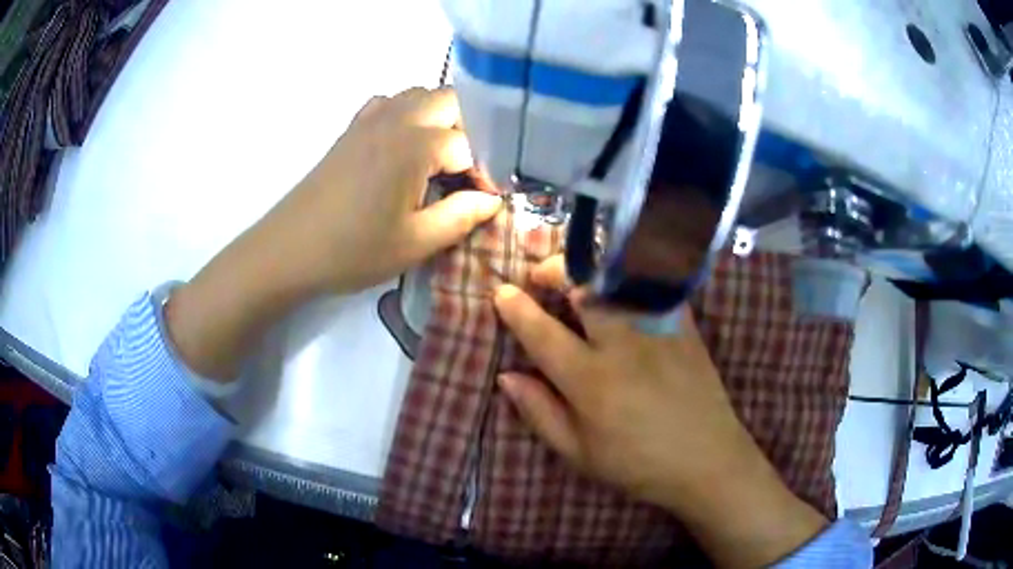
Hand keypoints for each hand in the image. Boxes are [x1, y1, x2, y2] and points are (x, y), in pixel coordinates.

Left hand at [167, 88, 499, 380]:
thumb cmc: (352, 251)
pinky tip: (405, 145)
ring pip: (421, 96)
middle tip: (467, 173)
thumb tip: (492, 199)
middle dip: (471, 131)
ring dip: (441, 118)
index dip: (484, 172)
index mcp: (415, 145)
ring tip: (442, 158)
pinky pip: (391, 103)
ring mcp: (370, 119)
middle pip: (451, 101)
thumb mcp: (415, 243)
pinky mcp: (352, 129)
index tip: (484, 200)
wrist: (288, 250)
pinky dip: (408, 114)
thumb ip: (461, 216)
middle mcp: (397, 119)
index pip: (471, 145)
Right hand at [493, 257, 827, 567]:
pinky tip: (621, 284)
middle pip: (584, 287)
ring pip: (618, 279)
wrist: (707, 461)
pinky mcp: (684, 326)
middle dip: (554, 270)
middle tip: (540, 275)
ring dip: (590, 269)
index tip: (501, 291)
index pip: (543, 333)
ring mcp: (657, 330)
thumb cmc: (638, 464)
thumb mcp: (579, 453)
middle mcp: (623, 345)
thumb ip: (539, 412)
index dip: (517, 308)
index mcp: (590, 381)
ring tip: (577, 276)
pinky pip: (655, 286)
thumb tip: (506, 376)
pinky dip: (632, 275)